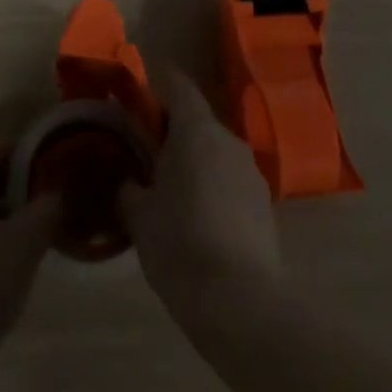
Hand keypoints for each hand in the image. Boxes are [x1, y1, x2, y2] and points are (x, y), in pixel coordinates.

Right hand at [121, 70, 282, 321]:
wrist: (243, 306)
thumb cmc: (182, 246)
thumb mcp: (139, 216)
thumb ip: (128, 187)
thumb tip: (128, 179)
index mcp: (196, 129)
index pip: (177, 85)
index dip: (155, 84)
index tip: (134, 96)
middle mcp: (228, 140)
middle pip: (195, 120)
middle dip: (169, 131)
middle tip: (141, 153)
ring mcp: (251, 172)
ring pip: (213, 152)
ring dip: (191, 161)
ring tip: (166, 191)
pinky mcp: (263, 205)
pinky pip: (228, 180)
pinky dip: (210, 187)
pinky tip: (194, 220)